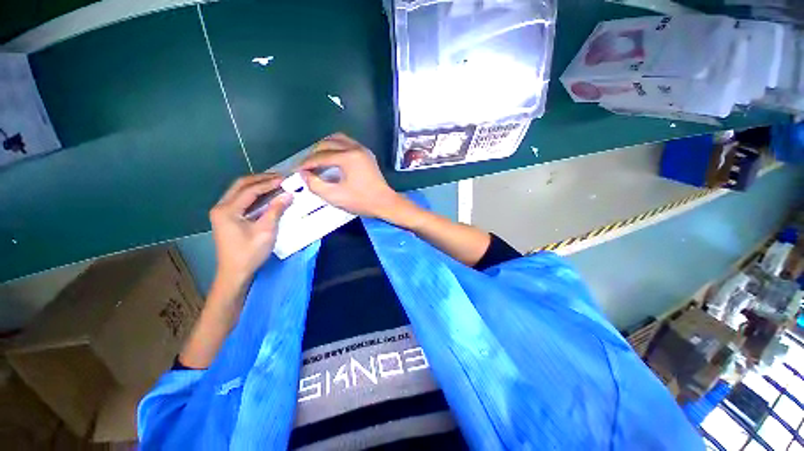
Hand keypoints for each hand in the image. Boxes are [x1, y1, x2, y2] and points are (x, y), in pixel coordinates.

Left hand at [209, 173, 291, 286]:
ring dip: (257, 185)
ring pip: (239, 191)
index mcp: (227, 210)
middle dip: (261, 179)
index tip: (285, 180)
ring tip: (275, 183)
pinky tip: (266, 195)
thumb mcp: (266, 231)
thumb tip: (288, 195)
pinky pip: (240, 199)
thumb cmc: (250, 253)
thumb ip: (276, 210)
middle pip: (240, 185)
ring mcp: (222, 212)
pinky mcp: (226, 218)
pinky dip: (254, 194)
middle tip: (280, 178)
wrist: (235, 273)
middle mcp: (221, 207)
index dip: (268, 183)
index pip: (250, 190)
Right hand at [299, 133, 401, 217]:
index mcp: (348, 157)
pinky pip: (347, 143)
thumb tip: (304, 174)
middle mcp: (355, 148)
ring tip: (317, 159)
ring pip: (338, 139)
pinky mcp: (367, 154)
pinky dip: (336, 147)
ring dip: (325, 147)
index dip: (306, 163)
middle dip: (314, 153)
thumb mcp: (335, 196)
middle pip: (328, 143)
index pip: (320, 156)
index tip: (296, 170)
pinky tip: (332, 158)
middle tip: (307, 166)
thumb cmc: (362, 201)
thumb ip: (315, 185)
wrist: (385, 202)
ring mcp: (363, 149)